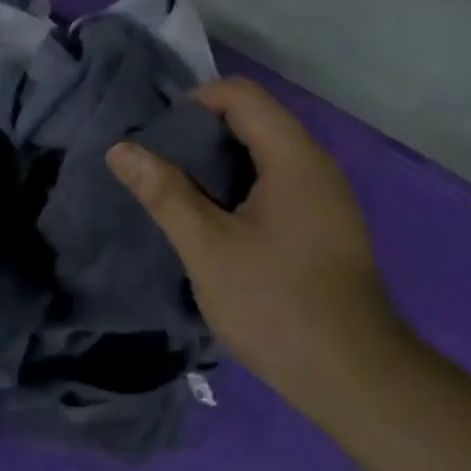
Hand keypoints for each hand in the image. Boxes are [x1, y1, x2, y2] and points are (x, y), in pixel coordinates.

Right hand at [107, 77, 406, 404]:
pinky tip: (212, 224)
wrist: (349, 374)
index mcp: (294, 159)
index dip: (194, 102)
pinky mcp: (322, 228)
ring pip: (263, 157)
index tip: (156, 137)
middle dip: (199, 134)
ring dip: (216, 165)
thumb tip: (121, 149)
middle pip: (254, 121)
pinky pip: (274, 187)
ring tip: (176, 195)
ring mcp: (324, 199)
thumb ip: (164, 193)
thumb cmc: (274, 303)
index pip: (242, 95)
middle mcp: (316, 167)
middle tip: (157, 167)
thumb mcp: (207, 246)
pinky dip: (237, 190)